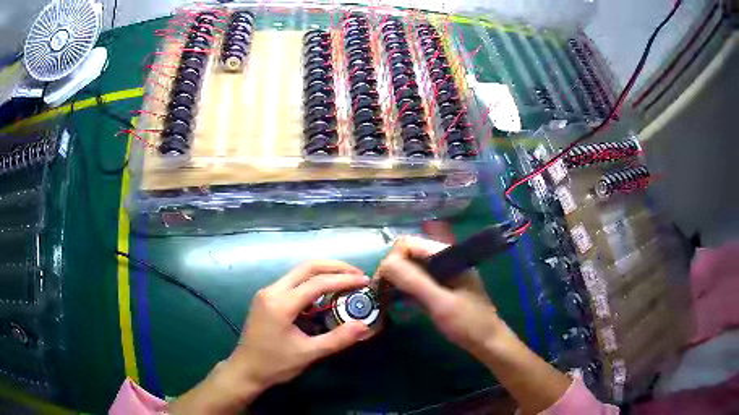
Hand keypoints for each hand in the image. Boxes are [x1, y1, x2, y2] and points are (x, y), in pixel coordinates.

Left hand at [169, 260, 370, 413]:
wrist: (245, 370)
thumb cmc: (275, 364)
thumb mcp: (308, 354)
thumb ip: (337, 339)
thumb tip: (364, 326)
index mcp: (281, 304)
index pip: (317, 283)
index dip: (343, 280)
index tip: (364, 281)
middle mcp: (272, 291)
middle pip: (307, 267)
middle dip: (335, 267)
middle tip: (357, 274)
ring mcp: (267, 292)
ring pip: (299, 272)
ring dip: (323, 273)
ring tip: (345, 281)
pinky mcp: (266, 298)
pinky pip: (292, 282)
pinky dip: (312, 282)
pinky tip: (325, 294)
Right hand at [376, 236, 510, 357]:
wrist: (487, 342)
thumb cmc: (467, 323)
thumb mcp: (440, 303)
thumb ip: (414, 281)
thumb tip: (385, 264)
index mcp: (447, 254)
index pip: (409, 244)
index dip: (391, 260)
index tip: (380, 284)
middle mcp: (444, 258)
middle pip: (408, 254)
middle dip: (392, 270)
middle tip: (381, 294)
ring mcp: (443, 273)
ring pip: (411, 268)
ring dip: (396, 280)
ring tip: (385, 299)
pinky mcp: (441, 286)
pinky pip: (417, 281)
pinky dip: (405, 289)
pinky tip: (398, 302)